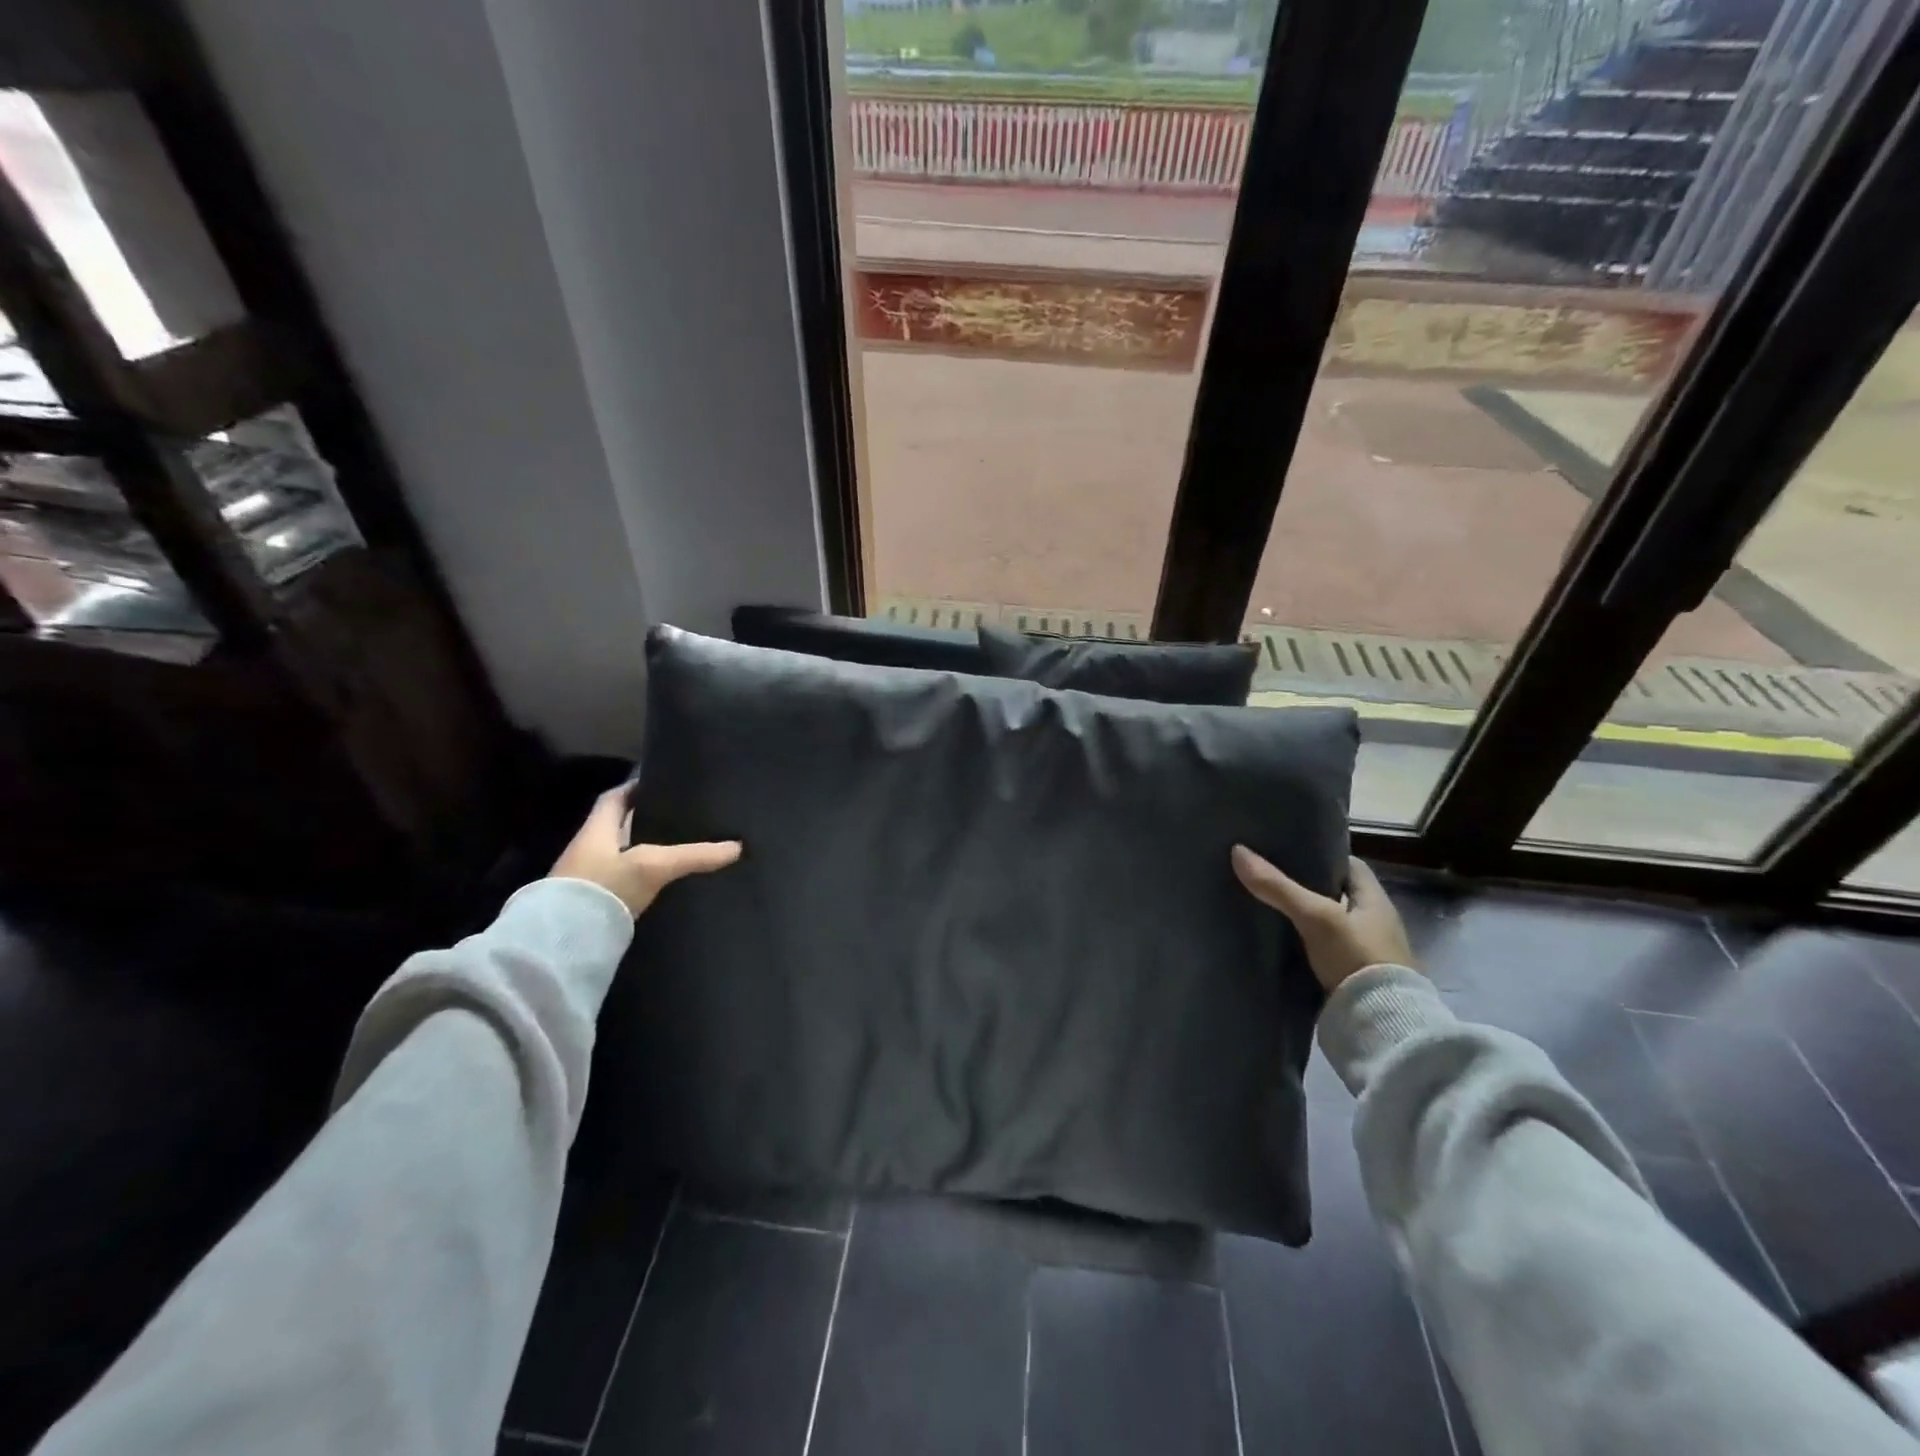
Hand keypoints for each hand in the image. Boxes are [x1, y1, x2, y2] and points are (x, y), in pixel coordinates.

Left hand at [550, 787, 741, 917]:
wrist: (561, 945)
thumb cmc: (603, 889)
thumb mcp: (654, 866)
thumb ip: (694, 856)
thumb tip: (738, 847)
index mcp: (596, 830)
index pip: (615, 799)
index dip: (635, 788)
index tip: (659, 784)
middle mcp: (587, 850)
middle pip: (618, 827)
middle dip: (644, 822)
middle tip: (678, 818)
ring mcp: (586, 880)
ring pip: (620, 857)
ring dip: (643, 853)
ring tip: (677, 850)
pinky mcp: (591, 907)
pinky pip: (620, 884)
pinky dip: (639, 880)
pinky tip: (660, 886)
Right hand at [1231, 849, 1414, 993]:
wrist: (1380, 1025)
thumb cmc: (1356, 957)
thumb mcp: (1315, 917)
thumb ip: (1278, 887)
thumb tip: (1238, 851)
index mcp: (1376, 900)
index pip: (1350, 865)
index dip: (1323, 855)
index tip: (1290, 851)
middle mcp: (1375, 923)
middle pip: (1337, 894)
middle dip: (1308, 886)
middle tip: (1270, 877)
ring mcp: (1365, 952)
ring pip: (1329, 923)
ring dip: (1305, 917)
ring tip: (1267, 906)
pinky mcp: (1353, 977)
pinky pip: (1324, 949)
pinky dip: (1305, 943)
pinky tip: (1280, 941)